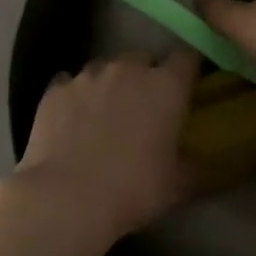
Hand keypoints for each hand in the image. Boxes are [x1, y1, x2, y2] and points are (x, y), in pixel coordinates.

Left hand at [9, 50, 200, 244]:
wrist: (68, 196)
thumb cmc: (134, 189)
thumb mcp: (178, 186)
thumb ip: (194, 165)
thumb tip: (199, 160)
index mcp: (165, 86)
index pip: (185, 59)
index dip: (187, 70)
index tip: (186, 86)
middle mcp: (127, 69)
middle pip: (142, 59)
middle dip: (145, 76)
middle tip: (143, 107)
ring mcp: (88, 75)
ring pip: (104, 68)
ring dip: (109, 84)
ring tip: (104, 114)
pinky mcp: (56, 87)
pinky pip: (70, 83)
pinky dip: (75, 96)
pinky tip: (72, 120)